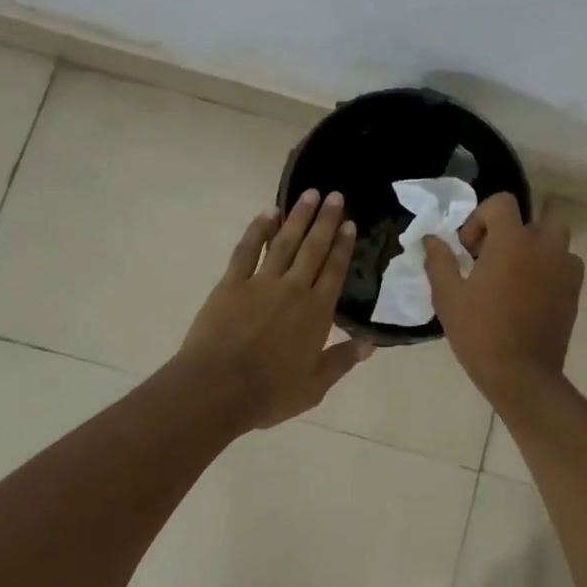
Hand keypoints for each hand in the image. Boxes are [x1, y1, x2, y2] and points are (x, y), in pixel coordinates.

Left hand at [173, 190, 372, 430]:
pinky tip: (267, 213)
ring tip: (310, 194)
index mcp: (317, 312)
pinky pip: (247, 250)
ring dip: (298, 217)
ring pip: (284, 242)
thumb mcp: (314, 386)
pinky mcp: (231, 284)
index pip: (335, 270)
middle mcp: (293, 289)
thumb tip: (370, 344)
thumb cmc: (269, 392)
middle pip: (313, 248)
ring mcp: (261, 283)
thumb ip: (342, 361)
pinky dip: (257, 229)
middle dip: (326, 220)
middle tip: (335, 195)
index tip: (350, 223)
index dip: (343, 246)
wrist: (216, 389)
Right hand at [422, 193, 582, 398]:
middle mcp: (544, 246)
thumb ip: (439, 260)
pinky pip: (566, 264)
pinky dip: (551, 268)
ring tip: (516, 273)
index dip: (480, 219)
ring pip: (556, 239)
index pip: (502, 203)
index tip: (469, 250)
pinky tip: (533, 292)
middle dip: (515, 229)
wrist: (521, 375)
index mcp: (512, 241)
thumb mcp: (448, 296)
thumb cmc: (479, 332)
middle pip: (537, 216)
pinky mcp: (575, 291)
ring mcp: (564, 269)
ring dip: (536, 246)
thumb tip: (431, 239)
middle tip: (495, 255)